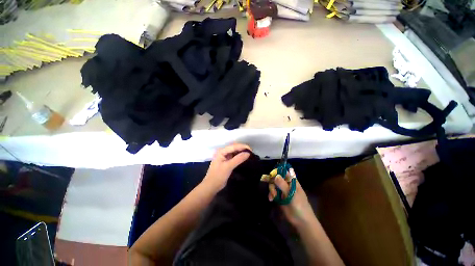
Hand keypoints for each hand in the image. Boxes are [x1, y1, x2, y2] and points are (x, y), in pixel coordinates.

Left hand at [203, 143, 251, 190]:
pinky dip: (239, 156)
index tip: (251, 150)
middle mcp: (223, 152)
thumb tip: (248, 153)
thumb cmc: (218, 176)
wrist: (211, 186)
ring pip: (235, 152)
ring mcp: (224, 156)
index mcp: (221, 151)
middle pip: (234, 147)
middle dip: (243, 149)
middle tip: (252, 152)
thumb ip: (238, 159)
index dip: (243, 147)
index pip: (234, 146)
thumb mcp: (228, 167)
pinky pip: (234, 156)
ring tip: (250, 155)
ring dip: (242, 152)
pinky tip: (244, 158)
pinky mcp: (226, 161)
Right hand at [268, 170, 315, 226]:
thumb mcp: (292, 194)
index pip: (284, 172)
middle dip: (272, 182)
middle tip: (272, 188)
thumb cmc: (300, 205)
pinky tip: (271, 199)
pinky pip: (272, 193)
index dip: (277, 171)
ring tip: (273, 196)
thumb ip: (283, 185)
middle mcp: (287, 184)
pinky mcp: (279, 197)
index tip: (271, 174)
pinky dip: (271, 195)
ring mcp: (283, 191)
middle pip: (276, 178)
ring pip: (273, 185)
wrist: (301, 222)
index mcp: (292, 182)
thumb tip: (275, 176)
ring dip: (271, 189)